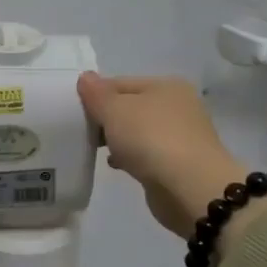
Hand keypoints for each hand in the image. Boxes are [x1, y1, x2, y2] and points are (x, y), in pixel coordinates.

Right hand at [76, 74, 248, 240]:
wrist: (190, 188)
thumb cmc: (151, 139)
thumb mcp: (114, 109)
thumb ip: (96, 94)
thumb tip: (85, 77)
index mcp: (166, 85)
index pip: (119, 83)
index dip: (95, 95)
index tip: (76, 112)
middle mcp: (178, 106)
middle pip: (129, 107)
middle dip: (106, 118)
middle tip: (83, 131)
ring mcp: (181, 136)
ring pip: (137, 131)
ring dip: (117, 139)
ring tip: (98, 149)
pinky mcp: (179, 163)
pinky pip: (145, 153)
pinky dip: (130, 157)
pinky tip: (116, 164)